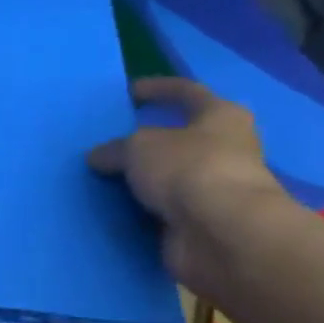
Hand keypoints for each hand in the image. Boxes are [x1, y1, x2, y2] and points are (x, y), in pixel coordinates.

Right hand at [87, 77, 297, 296]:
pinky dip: (142, 210)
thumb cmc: (188, 169)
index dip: (157, 89)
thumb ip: (115, 149)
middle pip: (179, 138)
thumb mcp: (139, 147)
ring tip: (104, 179)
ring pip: (170, 177)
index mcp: (220, 116)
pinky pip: (163, 210)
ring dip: (142, 180)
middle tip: (110, 145)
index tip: (129, 93)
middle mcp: (225, 148)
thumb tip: (98, 156)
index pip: (186, 93)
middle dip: (147, 142)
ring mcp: (214, 189)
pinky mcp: (201, 222)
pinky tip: (114, 210)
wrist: (221, 233)